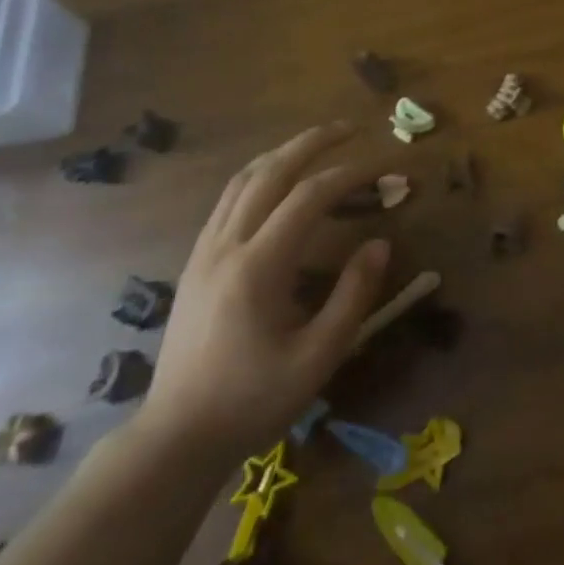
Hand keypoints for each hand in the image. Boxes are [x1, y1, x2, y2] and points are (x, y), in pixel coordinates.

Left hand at [137, 124, 390, 462]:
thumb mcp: (318, 357)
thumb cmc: (252, 400)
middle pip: (271, 171)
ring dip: (284, 153)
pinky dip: (261, 175)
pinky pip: (228, 200)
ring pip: (243, 180)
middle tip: (352, 127)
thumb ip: (353, 296)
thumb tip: (380, 243)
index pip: (310, 197)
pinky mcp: (196, 262)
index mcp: (258, 266)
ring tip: (319, 143)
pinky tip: (279, 183)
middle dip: (314, 142)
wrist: (176, 436)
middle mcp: (227, 245)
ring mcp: (205, 251)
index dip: (352, 174)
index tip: (387, 167)